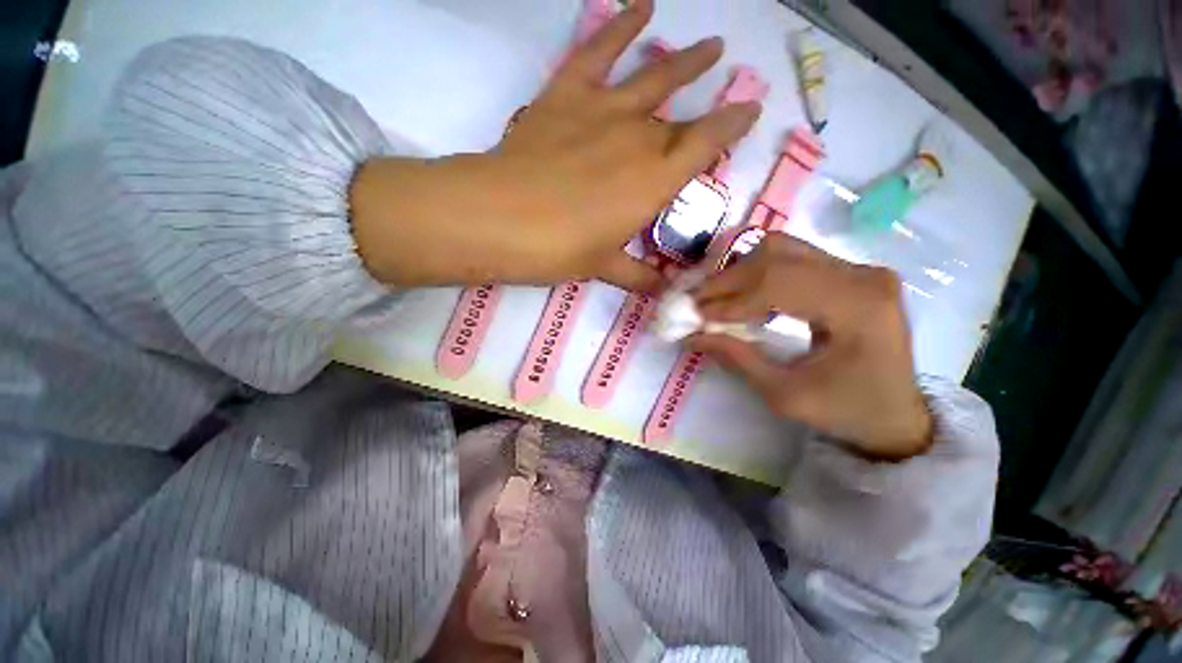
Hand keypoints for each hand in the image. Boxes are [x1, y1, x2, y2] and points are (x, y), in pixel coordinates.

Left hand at [350, 0, 760, 290]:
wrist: (502, 219)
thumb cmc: (559, 249)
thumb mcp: (603, 266)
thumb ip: (637, 276)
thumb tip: (662, 293)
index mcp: (654, 182)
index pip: (707, 145)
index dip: (732, 126)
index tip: (750, 110)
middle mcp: (640, 139)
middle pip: (679, 122)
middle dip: (706, 112)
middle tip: (725, 94)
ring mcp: (604, 110)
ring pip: (655, 77)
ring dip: (686, 61)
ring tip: (710, 45)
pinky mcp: (568, 94)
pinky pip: (599, 51)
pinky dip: (621, 26)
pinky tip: (642, 8)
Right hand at [690, 235, 933, 460]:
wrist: (896, 415)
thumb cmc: (846, 411)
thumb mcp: (785, 395)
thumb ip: (736, 359)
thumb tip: (691, 336)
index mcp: (858, 308)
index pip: (779, 284)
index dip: (730, 299)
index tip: (696, 316)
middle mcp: (863, 276)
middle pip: (778, 256)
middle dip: (729, 280)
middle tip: (697, 301)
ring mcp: (859, 269)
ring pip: (782, 249)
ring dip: (741, 271)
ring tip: (716, 296)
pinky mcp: (849, 272)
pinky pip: (792, 258)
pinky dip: (758, 272)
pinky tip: (742, 292)